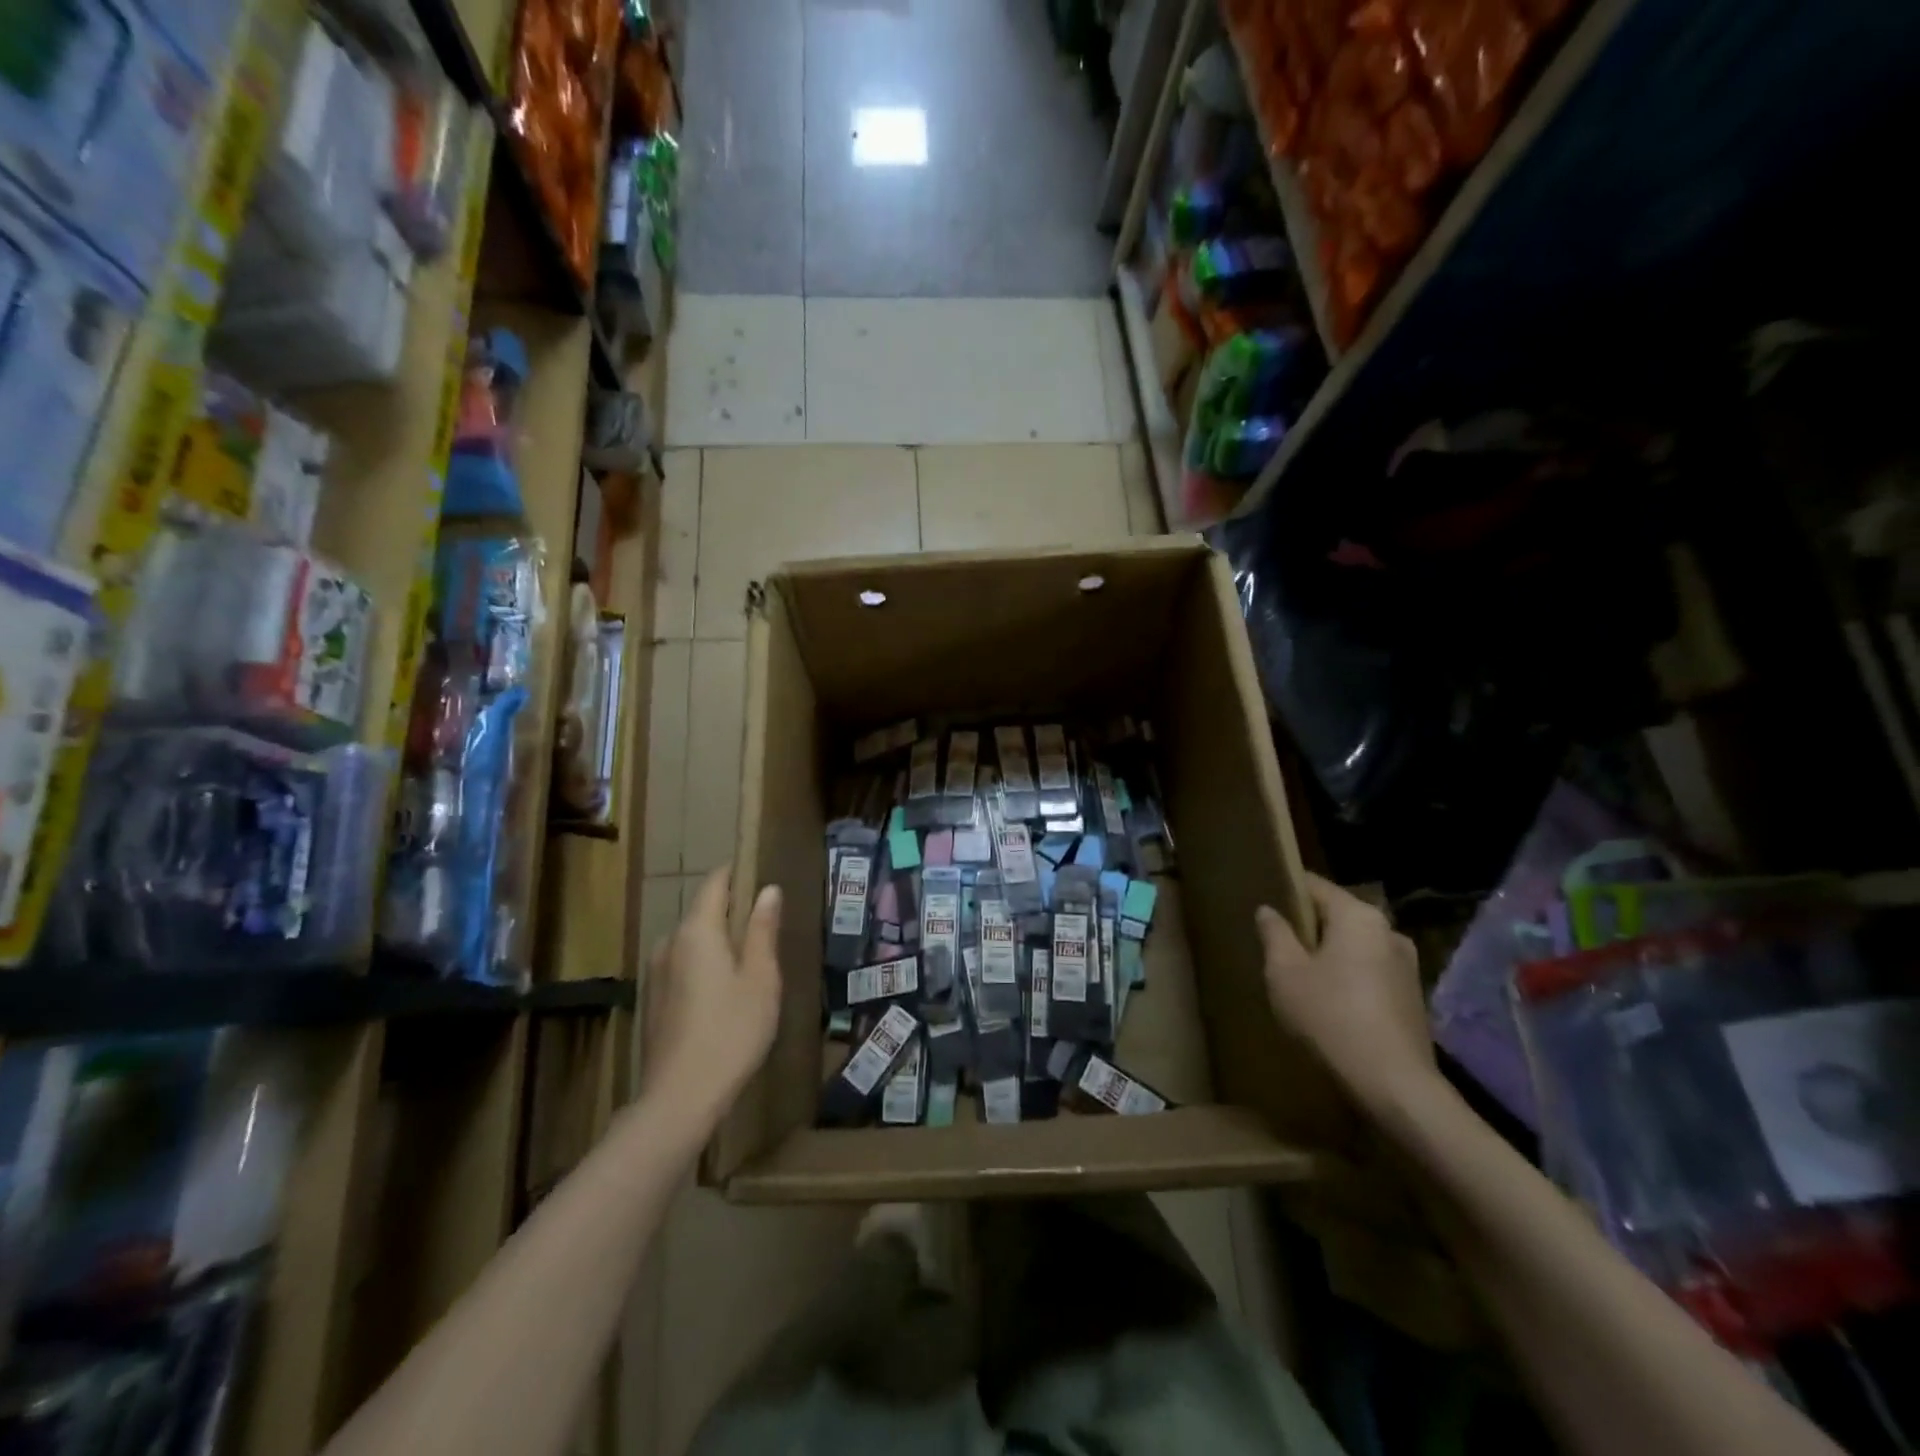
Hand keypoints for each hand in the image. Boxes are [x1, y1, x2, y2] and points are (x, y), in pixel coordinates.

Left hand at [641, 868, 782, 1124]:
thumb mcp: (760, 977)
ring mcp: (657, 972)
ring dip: (719, 940)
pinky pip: (684, 964)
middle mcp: (670, 942)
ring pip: (693, 941)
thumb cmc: (732, 1031)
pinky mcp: (655, 999)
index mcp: (696, 931)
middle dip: (733, 910)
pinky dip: (706, 964)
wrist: (680, 1097)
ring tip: (752, 958)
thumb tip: (768, 890)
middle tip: (767, 922)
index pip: (715, 883)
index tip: (762, 870)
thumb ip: (762, 930)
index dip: (737, 872)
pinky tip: (726, 990)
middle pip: (703, 911)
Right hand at [1256, 874, 1438, 1116]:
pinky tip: (1329, 1001)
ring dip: (1329, 955)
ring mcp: (1406, 966)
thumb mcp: (1285, 974)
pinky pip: (1370, 972)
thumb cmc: (1330, 1017)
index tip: (1263, 900)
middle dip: (1308, 926)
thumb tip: (1268, 910)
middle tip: (1276, 943)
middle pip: (1338, 915)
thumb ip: (1275, 935)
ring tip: (1299, 975)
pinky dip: (1348, 977)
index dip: (1286, 889)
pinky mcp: (1412, 997)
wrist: (1394, 1086)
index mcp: (1358, 917)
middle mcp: (1389, 931)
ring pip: (1355, 946)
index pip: (1315, 886)